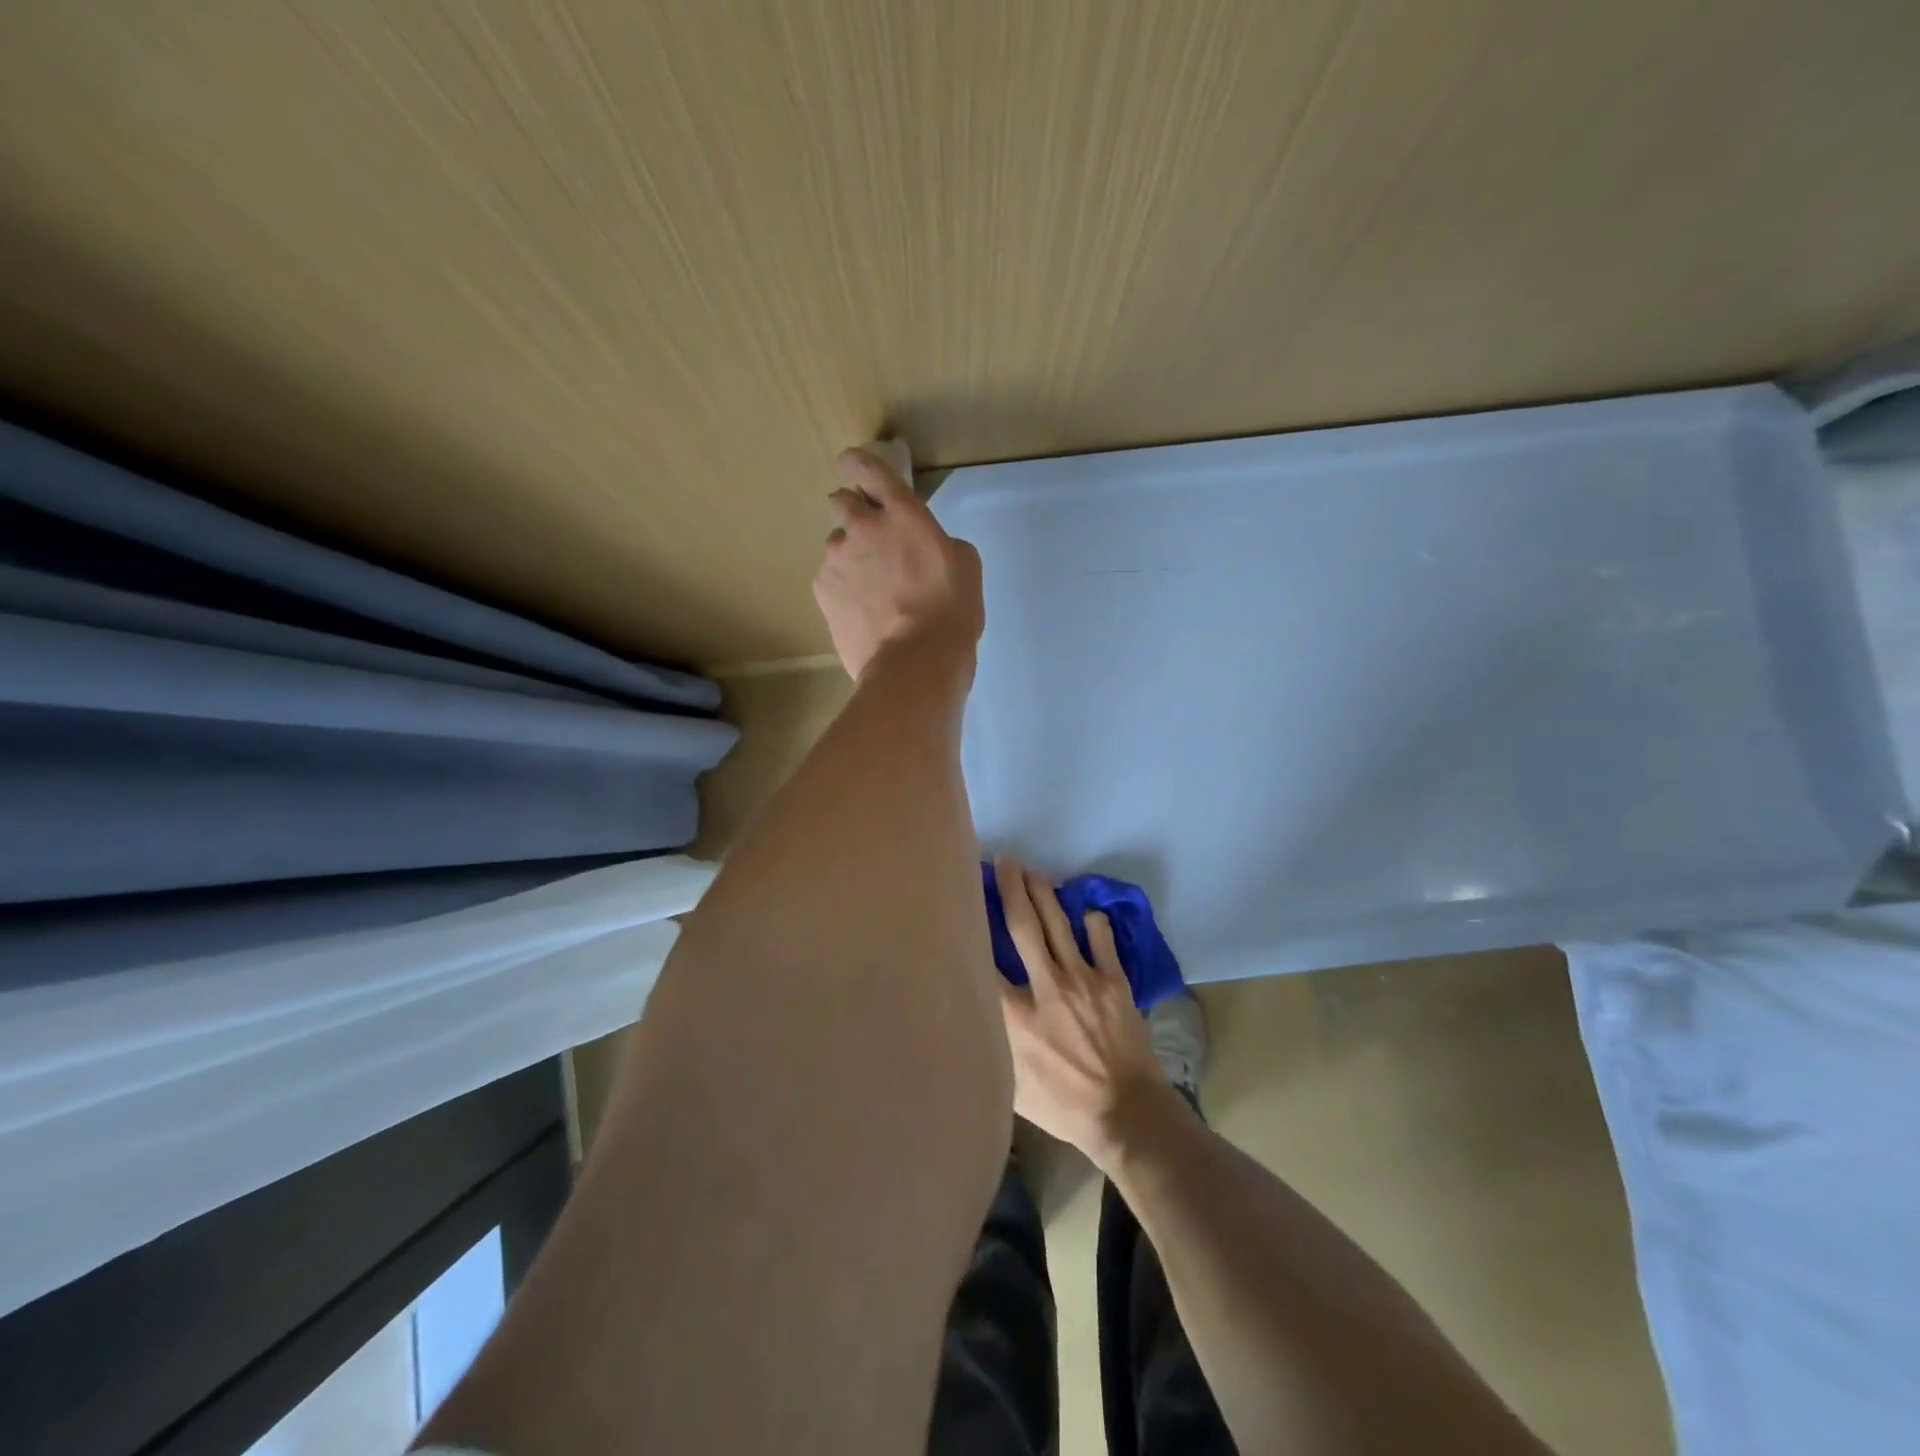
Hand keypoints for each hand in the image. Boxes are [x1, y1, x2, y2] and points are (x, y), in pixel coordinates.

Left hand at [812, 446, 983, 679]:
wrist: (914, 663)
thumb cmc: (951, 613)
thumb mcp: (965, 566)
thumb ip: (938, 541)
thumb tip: (924, 546)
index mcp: (902, 514)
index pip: (869, 468)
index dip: (859, 463)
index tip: (856, 467)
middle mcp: (862, 526)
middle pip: (840, 500)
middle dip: (853, 512)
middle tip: (872, 539)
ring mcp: (836, 559)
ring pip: (836, 545)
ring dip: (849, 556)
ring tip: (870, 590)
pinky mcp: (822, 591)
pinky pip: (829, 579)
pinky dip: (842, 588)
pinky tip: (861, 612)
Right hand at [994, 857, 1169, 1168]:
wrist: (1126, 1114)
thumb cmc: (1063, 1107)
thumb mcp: (1011, 1087)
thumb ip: (992, 1047)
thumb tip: (974, 1023)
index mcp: (1014, 1015)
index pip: (985, 960)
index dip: (973, 927)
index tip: (964, 903)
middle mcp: (1045, 987)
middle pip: (1023, 926)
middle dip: (1012, 889)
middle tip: (1004, 861)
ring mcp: (1083, 980)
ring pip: (1059, 924)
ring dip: (1044, 894)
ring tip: (1033, 871)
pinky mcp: (1114, 981)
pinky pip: (1101, 940)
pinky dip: (1093, 923)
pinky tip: (1087, 912)